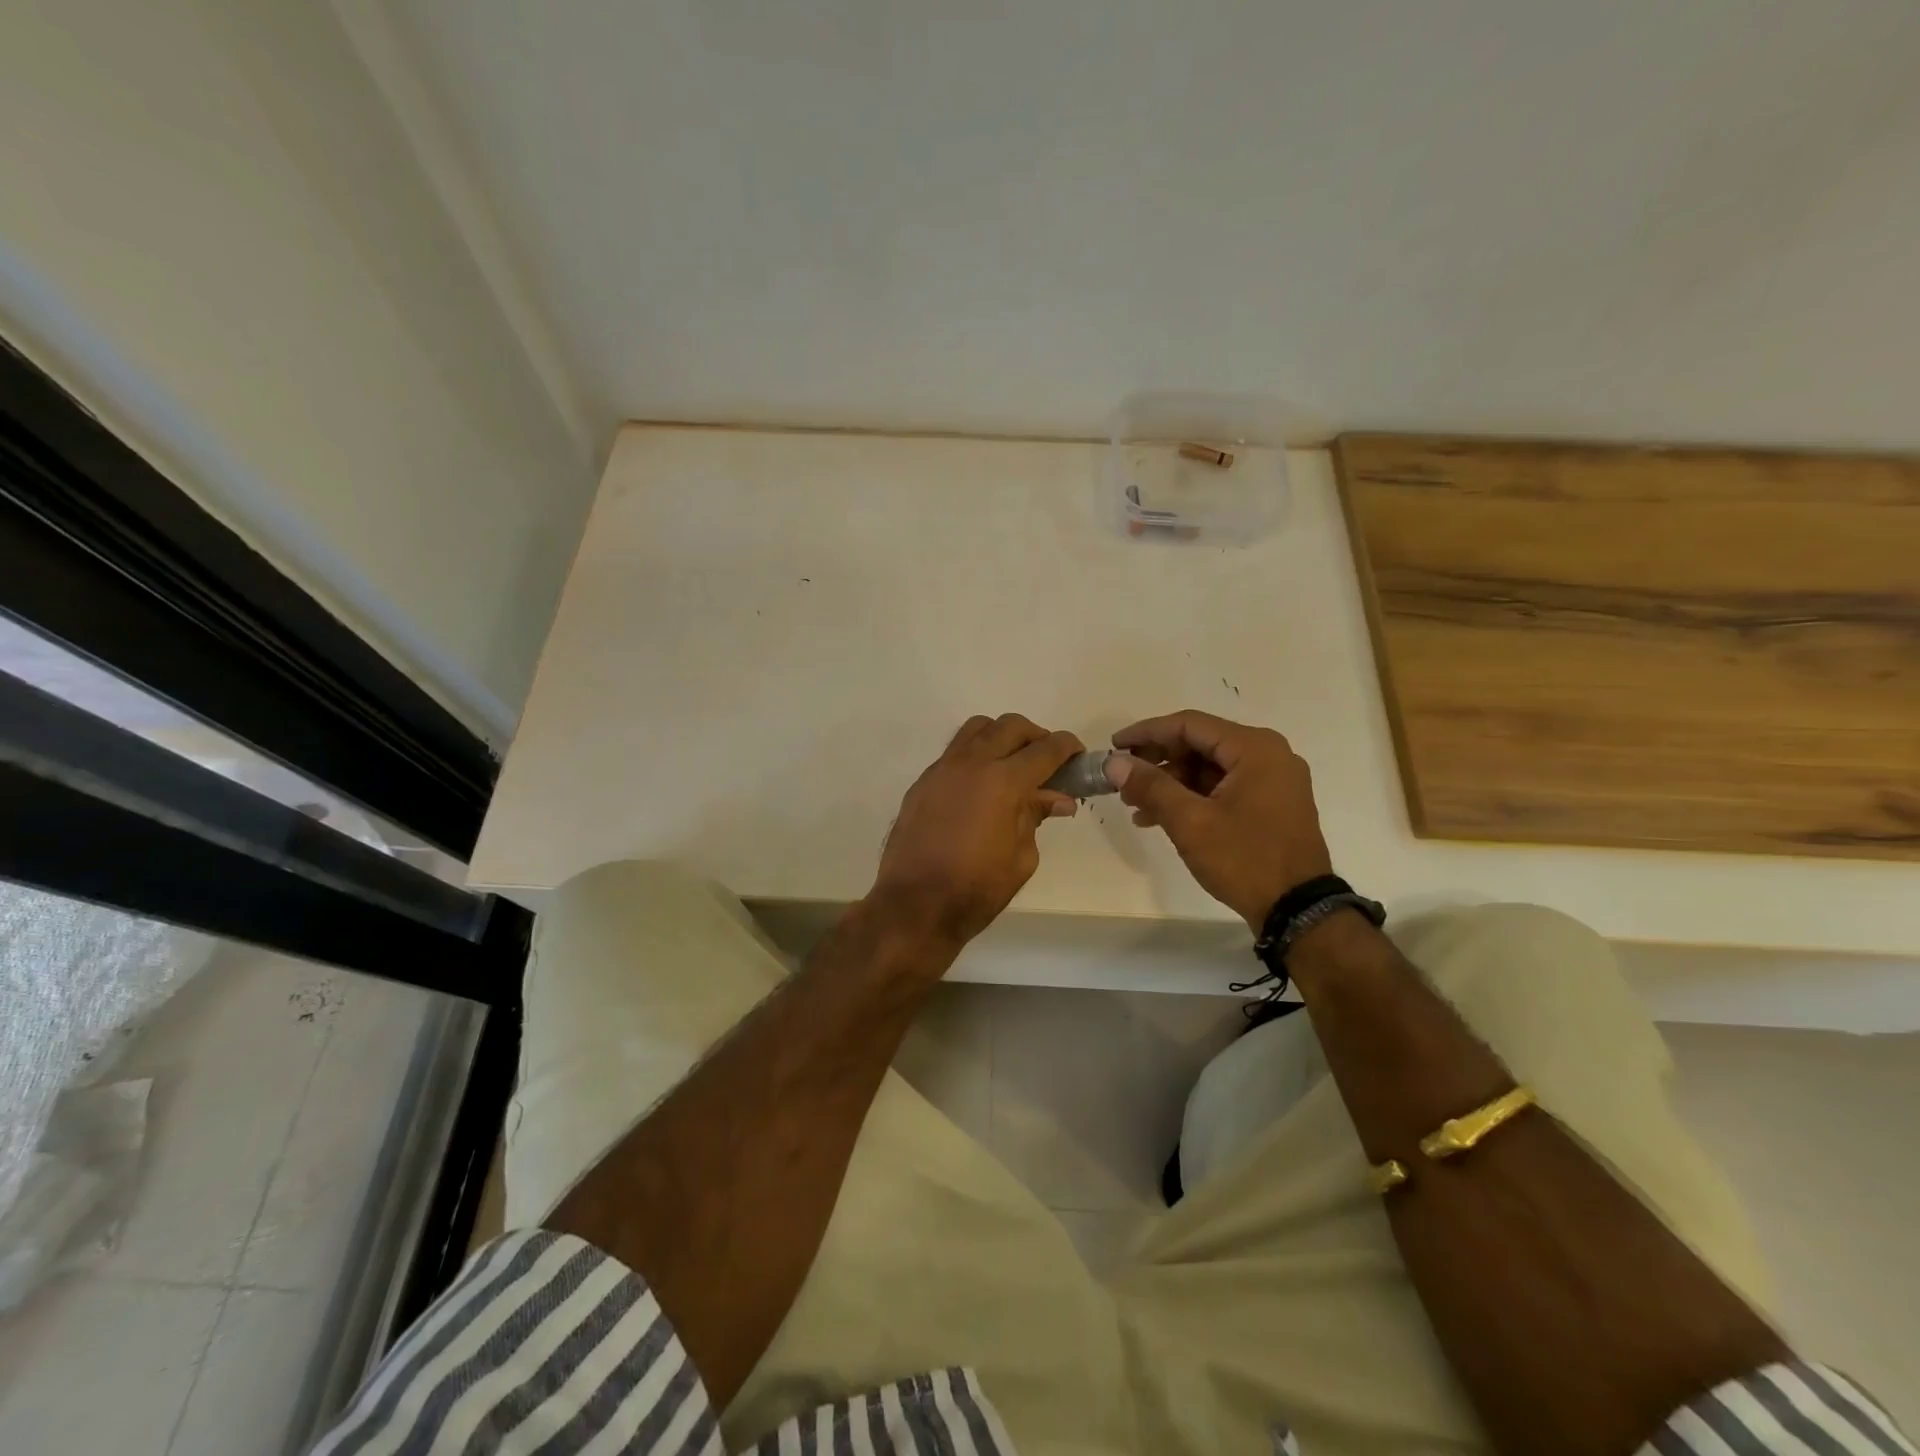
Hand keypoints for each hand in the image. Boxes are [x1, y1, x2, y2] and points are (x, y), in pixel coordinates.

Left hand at [871, 714, 1082, 948]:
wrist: (914, 904)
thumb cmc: (976, 888)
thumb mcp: (1021, 857)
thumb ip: (1036, 817)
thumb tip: (1057, 798)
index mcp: (1003, 781)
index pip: (1045, 749)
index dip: (1067, 747)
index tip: (1078, 754)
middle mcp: (972, 763)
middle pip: (1010, 726)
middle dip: (1035, 736)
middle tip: (1047, 760)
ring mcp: (942, 769)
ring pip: (977, 729)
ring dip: (1001, 736)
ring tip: (1012, 763)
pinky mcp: (923, 782)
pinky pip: (954, 752)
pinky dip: (975, 755)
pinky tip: (980, 785)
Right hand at [1107, 710, 1331, 930]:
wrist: (1298, 911)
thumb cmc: (1245, 859)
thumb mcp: (1190, 822)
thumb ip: (1151, 786)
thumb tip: (1114, 763)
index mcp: (1254, 748)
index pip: (1189, 725)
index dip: (1146, 733)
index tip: (1114, 747)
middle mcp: (1268, 755)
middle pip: (1200, 744)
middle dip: (1158, 762)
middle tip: (1123, 781)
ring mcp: (1273, 780)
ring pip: (1209, 768)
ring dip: (1171, 783)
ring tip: (1135, 806)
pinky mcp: (1271, 804)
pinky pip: (1223, 787)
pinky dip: (1192, 797)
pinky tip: (1161, 817)